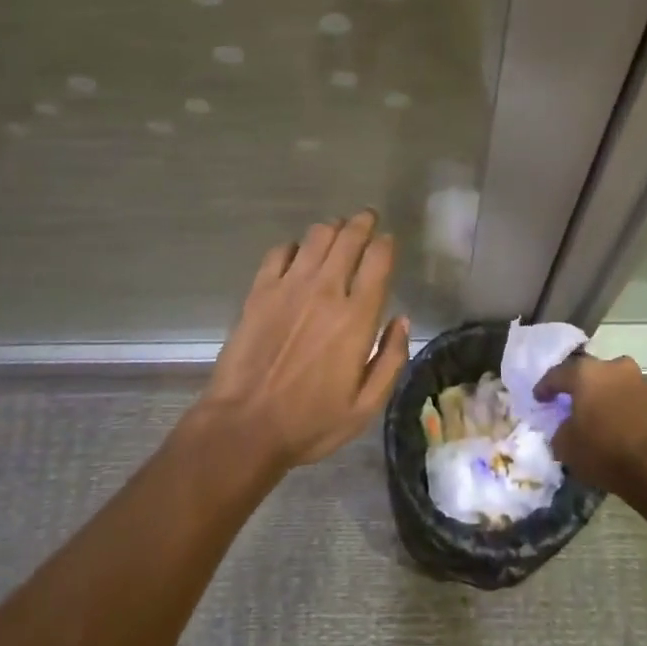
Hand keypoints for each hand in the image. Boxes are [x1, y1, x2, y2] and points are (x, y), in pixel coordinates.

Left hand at [192, 210, 410, 474]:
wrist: (244, 426)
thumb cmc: (310, 422)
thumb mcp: (365, 406)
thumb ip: (391, 360)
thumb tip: (402, 320)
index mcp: (356, 319)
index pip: (378, 261)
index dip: (386, 244)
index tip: (388, 241)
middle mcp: (326, 292)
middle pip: (348, 238)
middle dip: (362, 223)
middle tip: (367, 219)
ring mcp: (289, 287)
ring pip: (316, 237)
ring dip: (331, 229)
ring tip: (337, 232)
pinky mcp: (259, 291)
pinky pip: (280, 252)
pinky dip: (294, 247)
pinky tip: (298, 256)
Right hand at [537, 353, 646, 496]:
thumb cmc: (604, 451)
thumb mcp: (566, 446)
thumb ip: (560, 430)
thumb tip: (566, 427)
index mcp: (585, 372)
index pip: (557, 374)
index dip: (545, 387)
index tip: (538, 398)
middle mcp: (612, 367)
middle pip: (587, 372)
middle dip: (576, 385)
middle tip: (566, 400)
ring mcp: (637, 380)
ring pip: (610, 382)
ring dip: (599, 394)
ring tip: (591, 413)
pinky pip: (626, 396)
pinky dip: (616, 405)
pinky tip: (610, 422)